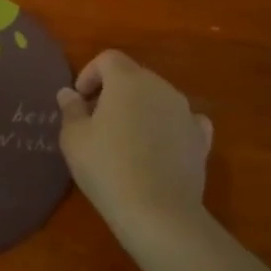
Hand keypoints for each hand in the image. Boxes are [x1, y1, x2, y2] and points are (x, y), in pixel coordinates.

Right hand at [57, 50, 212, 248]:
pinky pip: (182, 121)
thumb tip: (69, 93)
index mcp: (128, 80)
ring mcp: (186, 112)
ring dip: (140, 108)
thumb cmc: (107, 167)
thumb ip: (71, 109)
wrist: (158, 212)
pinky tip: (159, 146)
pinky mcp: (201, 139)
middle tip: (96, 119)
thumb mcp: (74, 138)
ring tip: (124, 138)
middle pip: (134, 76)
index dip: (90, 73)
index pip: (108, 58)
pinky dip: (168, 126)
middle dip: (113, 91)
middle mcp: (161, 87)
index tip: (80, 99)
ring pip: (158, 98)